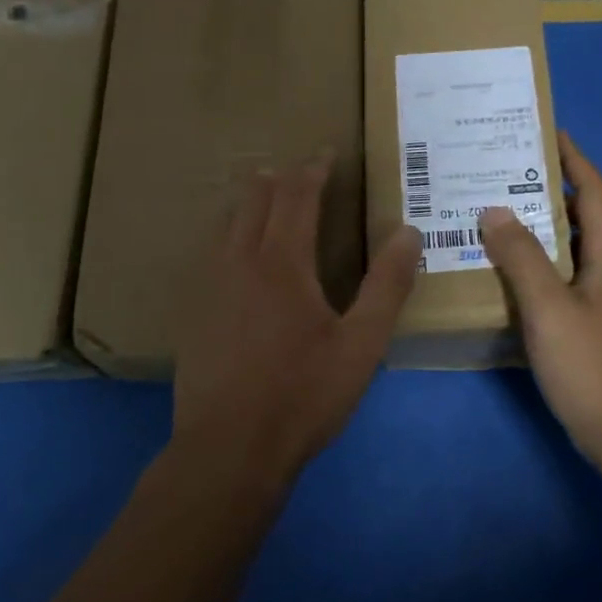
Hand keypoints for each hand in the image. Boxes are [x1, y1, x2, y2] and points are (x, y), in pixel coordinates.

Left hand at [173, 158, 421, 485]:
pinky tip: (230, 250)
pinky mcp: (193, 313)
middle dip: (278, 178)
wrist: (229, 449)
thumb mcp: (361, 344)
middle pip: (256, 201)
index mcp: (283, 263)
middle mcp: (240, 262)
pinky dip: (227, 232)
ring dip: (248, 201)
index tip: (325, 152)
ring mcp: (210, 287)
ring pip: (226, 224)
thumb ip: (387, 286)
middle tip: (295, 166)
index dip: (313, 170)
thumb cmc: (303, 395)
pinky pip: (210, 253)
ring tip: (261, 192)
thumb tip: (408, 233)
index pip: (297, 198)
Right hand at [480, 132, 601, 468]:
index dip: (576, 160)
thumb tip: (494, 209)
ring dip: (549, 225)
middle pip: (591, 216)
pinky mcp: (597, 327)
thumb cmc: (593, 367)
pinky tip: (514, 274)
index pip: (597, 192)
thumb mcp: (550, 308)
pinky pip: (569, 278)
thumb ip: (521, 257)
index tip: (549, 133)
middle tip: (512, 172)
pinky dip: (544, 263)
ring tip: (505, 213)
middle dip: (558, 188)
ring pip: (579, 248)